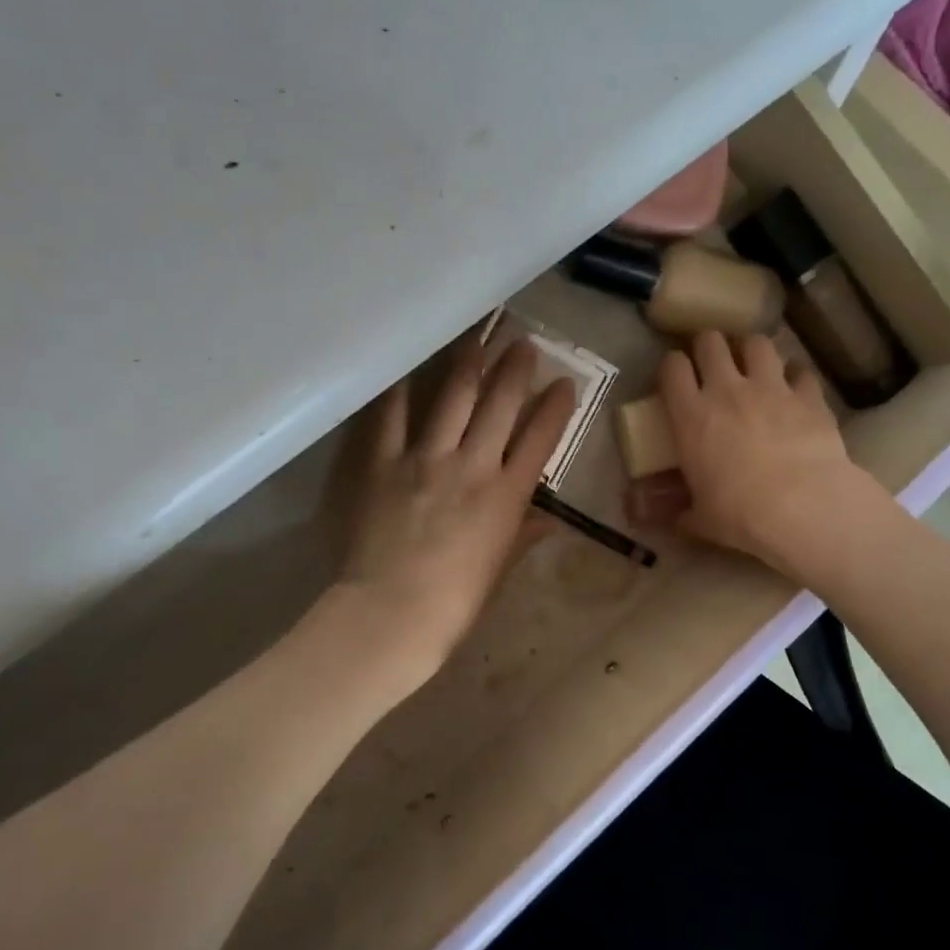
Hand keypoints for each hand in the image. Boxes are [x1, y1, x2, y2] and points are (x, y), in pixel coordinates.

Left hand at [332, 332, 575, 686]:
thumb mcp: (498, 571)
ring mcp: (426, 459)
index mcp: (507, 497)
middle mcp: (473, 465)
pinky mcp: (384, 463)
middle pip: (500, 405)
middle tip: (524, 342)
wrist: (391, 614)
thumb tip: (549, 521)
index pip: (540, 439)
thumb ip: (522, 536)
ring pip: (454, 397)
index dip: (556, 407)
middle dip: (516, 369)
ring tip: (480, 335)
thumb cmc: (454, 604)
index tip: (564, 383)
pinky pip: (393, 416)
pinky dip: (401, 388)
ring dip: (471, 362)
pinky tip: (410, 364)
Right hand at [635, 332, 879, 580]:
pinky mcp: (807, 395)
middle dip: (709, 346)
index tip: (676, 376)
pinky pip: (800, 371)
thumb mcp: (699, 518)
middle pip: (711, 342)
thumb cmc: (739, 513)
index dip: (672, 365)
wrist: (801, 507)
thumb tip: (657, 517)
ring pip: (756, 343)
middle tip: (712, 361)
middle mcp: (727, 390)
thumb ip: (678, 509)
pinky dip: (796, 376)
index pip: (672, 368)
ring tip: (754, 364)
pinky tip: (796, 388)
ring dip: (752, 350)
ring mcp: (770, 387)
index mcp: (691, 415)